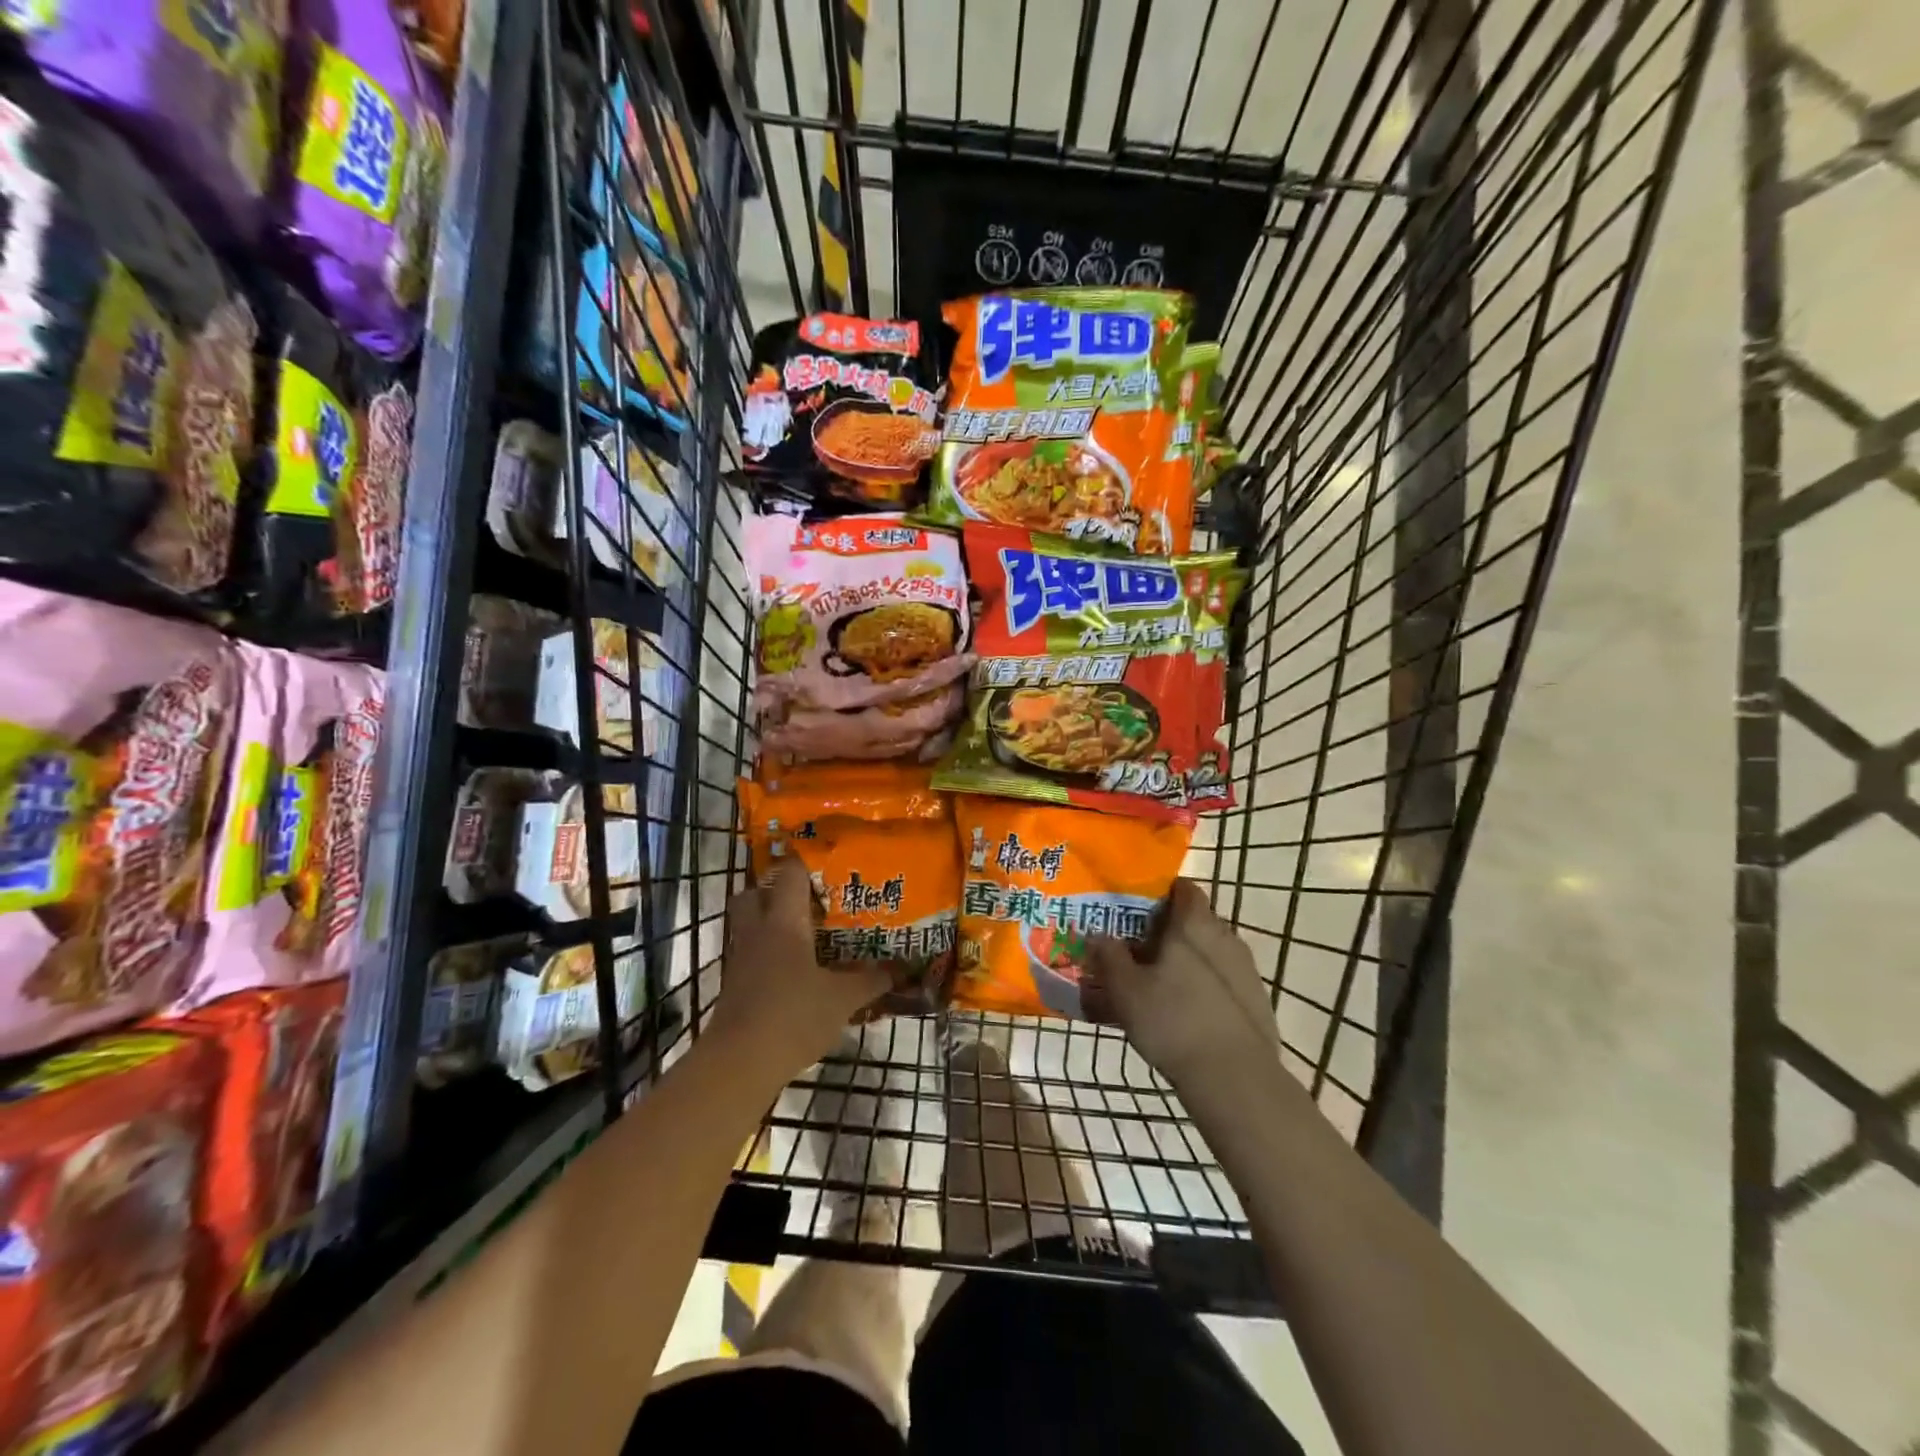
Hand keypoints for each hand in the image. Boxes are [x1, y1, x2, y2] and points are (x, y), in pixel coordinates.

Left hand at [708, 861, 890, 1077]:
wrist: (740, 1062)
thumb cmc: (794, 1015)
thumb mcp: (842, 999)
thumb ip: (870, 980)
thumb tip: (899, 969)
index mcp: (784, 922)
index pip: (789, 874)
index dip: (806, 863)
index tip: (828, 863)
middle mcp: (757, 931)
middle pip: (755, 893)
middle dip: (775, 890)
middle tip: (808, 898)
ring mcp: (741, 958)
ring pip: (748, 924)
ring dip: (769, 922)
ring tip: (804, 932)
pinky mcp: (734, 985)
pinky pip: (750, 954)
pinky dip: (767, 954)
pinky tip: (792, 970)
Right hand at [1084, 879, 1283, 1095]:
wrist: (1236, 1079)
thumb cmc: (1173, 1021)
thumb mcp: (1125, 990)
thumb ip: (1109, 956)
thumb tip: (1098, 935)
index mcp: (1194, 924)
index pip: (1183, 889)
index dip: (1161, 892)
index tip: (1138, 907)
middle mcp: (1225, 937)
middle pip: (1196, 920)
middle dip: (1169, 930)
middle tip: (1139, 949)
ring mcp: (1246, 970)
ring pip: (1210, 952)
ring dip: (1187, 960)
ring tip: (1159, 984)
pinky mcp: (1256, 1001)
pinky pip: (1223, 980)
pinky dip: (1204, 986)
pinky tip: (1186, 1012)